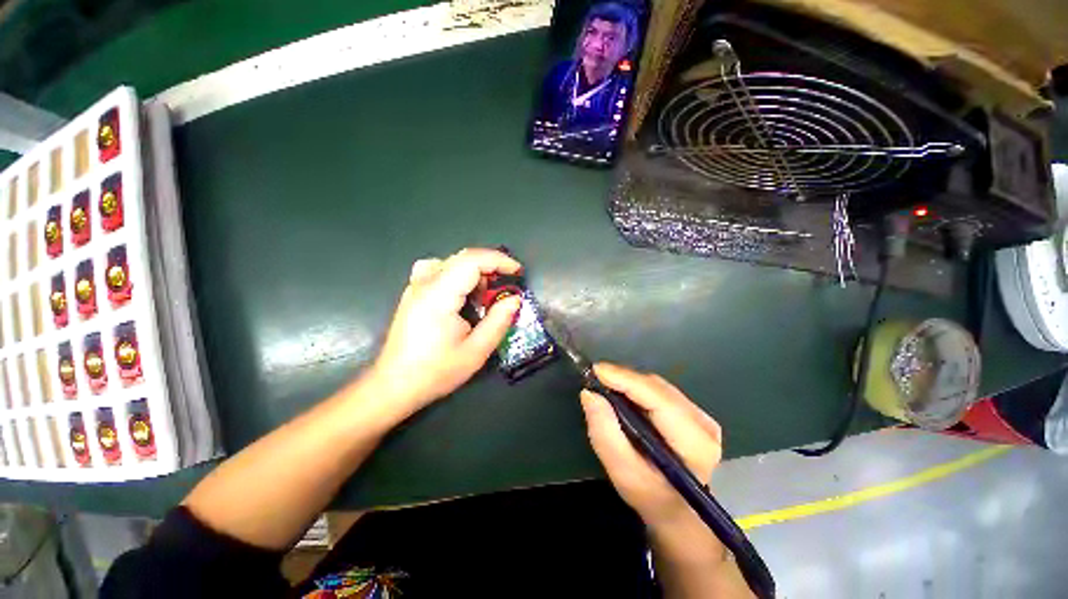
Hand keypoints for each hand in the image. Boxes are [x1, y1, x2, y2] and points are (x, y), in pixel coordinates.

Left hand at [367, 248, 522, 418]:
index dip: (499, 260)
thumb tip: (515, 299)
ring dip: (474, 272)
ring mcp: (415, 286)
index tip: (518, 272)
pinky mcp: (413, 293)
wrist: (394, 385)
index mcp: (439, 295)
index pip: (472, 260)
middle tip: (505, 288)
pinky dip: (458, 275)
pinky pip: (438, 270)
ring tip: (484, 296)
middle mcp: (425, 283)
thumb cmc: (435, 371)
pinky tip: (461, 294)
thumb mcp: (476, 351)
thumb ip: (499, 321)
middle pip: (463, 258)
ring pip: (451, 262)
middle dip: (490, 267)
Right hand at [580, 363, 722, 529]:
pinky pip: (660, 390)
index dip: (626, 380)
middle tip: (595, 378)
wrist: (677, 511)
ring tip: (605, 384)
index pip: (658, 399)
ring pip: (658, 386)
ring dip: (629, 382)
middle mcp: (704, 424)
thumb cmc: (650, 496)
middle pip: (657, 388)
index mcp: (695, 444)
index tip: (596, 370)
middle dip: (624, 379)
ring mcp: (702, 416)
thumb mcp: (622, 472)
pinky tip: (623, 393)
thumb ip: (605, 433)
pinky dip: (637, 388)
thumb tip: (590, 394)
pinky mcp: (694, 413)